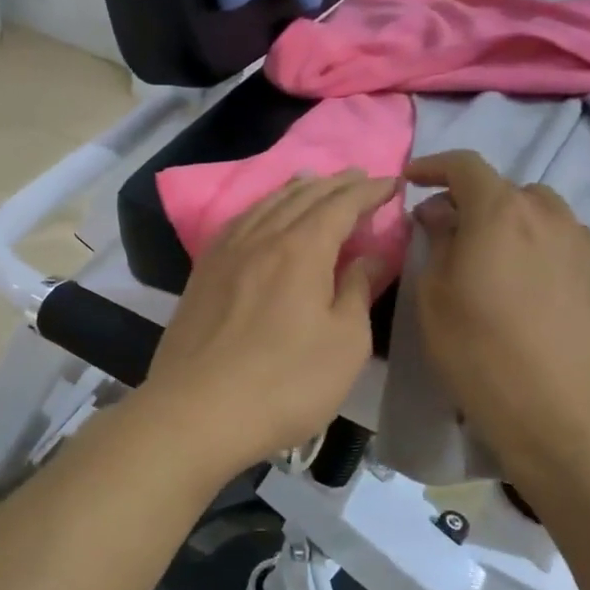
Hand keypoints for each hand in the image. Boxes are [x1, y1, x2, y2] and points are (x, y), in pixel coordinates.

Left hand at [141, 172, 396, 475]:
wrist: (197, 412)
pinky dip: (258, 209)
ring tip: (311, 181)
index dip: (369, 192)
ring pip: (265, 206)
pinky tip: (259, 215)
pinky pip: (236, 224)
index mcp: (302, 249)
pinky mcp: (202, 275)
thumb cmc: (285, 384)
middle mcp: (261, 239)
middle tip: (359, 177)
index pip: (341, 205)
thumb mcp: (344, 344)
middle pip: (302, 198)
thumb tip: (371, 254)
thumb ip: (358, 291)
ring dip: (294, 190)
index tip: (392, 182)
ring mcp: (225, 254)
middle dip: (334, 184)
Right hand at [405, 151, 589, 474]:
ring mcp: (581, 243)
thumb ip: (437, 242)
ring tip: (489, 260)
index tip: (411, 180)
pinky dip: (534, 246)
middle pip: (503, 189)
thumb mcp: (434, 297)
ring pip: (537, 213)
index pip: (465, 165)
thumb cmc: (481, 352)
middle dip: (470, 201)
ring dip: (507, 223)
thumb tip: (441, 214)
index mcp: (500, 212)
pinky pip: (560, 241)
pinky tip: (524, 285)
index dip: (433, 166)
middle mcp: (547, 214)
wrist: (564, 411)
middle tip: (446, 233)